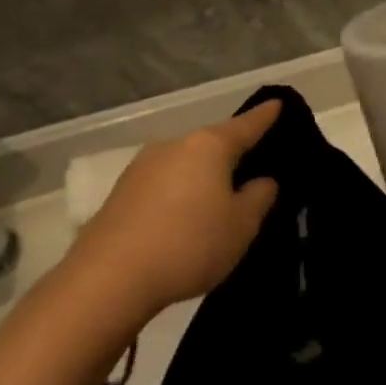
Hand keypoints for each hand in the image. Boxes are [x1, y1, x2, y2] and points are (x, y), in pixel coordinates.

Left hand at [58, 101, 281, 337]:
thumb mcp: (242, 225)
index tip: (277, 104)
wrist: (108, 280)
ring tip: (219, 200)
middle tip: (254, 168)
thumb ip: (259, 197)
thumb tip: (261, 180)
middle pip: (212, 144)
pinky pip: (163, 185)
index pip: (246, 125)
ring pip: (186, 165)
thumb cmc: (189, 244)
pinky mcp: (120, 194)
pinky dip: (179, 195)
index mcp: (209, 146)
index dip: (265, 117)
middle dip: (232, 154)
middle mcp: (174, 145)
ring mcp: (142, 168)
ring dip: (203, 178)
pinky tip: (184, 219)